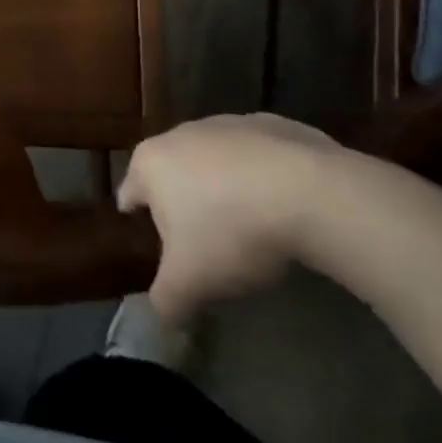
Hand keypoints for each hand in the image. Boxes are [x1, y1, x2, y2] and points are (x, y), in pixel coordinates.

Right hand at [118, 113, 340, 323]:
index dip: (137, 219)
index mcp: (150, 163)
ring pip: (216, 161)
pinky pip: (259, 157)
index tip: (152, 242)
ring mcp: (229, 123)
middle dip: (183, 203)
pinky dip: (263, 177)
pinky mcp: (273, 124)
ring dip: (224, 187)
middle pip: (172, 173)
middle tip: (203, 243)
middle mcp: (181, 134)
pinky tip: (284, 207)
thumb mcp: (190, 283)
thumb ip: (165, 302)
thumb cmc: (231, 232)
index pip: (130, 192)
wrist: (311, 193)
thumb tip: (162, 318)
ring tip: (247, 226)